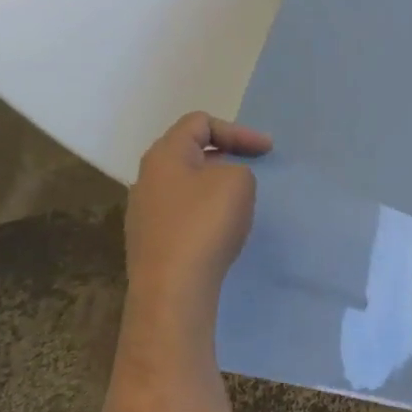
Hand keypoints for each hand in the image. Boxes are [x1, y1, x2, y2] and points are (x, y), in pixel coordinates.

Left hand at [125, 113, 271, 328]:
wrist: (173, 289)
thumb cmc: (205, 224)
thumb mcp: (238, 181)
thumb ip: (237, 169)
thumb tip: (223, 183)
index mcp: (164, 155)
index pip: (199, 122)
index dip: (237, 130)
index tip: (266, 151)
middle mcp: (147, 179)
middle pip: (190, 152)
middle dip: (226, 156)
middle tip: (253, 168)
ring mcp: (144, 212)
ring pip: (186, 184)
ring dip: (216, 185)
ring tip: (240, 199)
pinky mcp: (150, 241)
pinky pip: (183, 212)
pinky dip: (206, 211)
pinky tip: (221, 230)